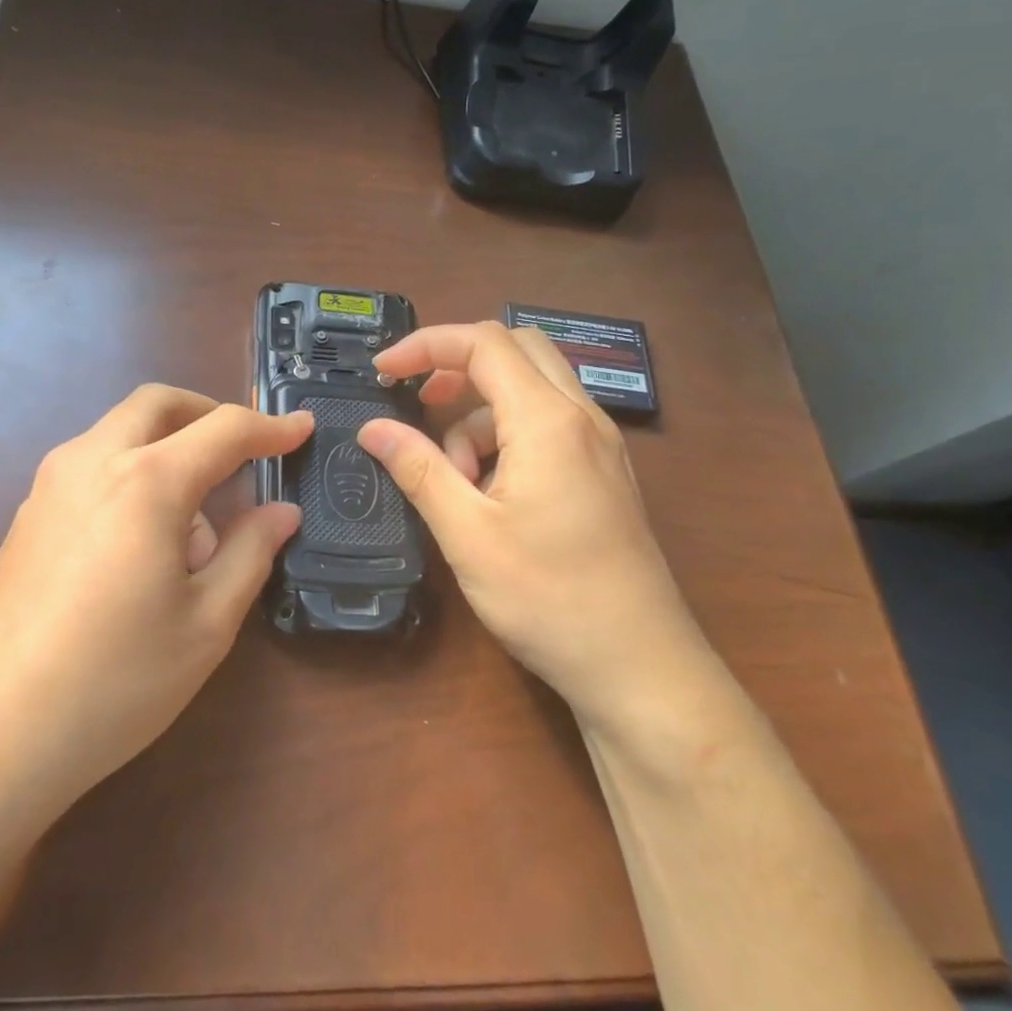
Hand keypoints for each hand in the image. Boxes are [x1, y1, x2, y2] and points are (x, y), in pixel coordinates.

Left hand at [0, 386, 312, 834]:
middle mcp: (92, 462)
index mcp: (146, 481)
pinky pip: (93, 464)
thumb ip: (251, 552)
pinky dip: (133, 472)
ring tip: (196, 526)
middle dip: (208, 414)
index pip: (224, 430)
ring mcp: (49, 485)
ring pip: (120, 431)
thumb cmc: (114, 681)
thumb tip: (282, 512)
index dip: (271, 428)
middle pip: (157, 405)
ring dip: (168, 447)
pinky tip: (145, 543)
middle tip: (246, 452)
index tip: (303, 429)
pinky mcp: (27, 515)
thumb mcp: (206, 624)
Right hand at [356, 322, 716, 736]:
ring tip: (456, 481)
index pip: (484, 344)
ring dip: (480, 415)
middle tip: (418, 401)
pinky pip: (546, 426)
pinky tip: (490, 496)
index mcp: (548, 421)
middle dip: (457, 365)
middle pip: (516, 350)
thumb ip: (419, 469)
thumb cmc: (550, 598)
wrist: (640, 666)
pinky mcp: (601, 473)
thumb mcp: (468, 534)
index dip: (426, 345)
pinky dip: (506, 439)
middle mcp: (581, 417)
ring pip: (530, 391)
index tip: (383, 371)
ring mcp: (598, 445)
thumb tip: (372, 427)